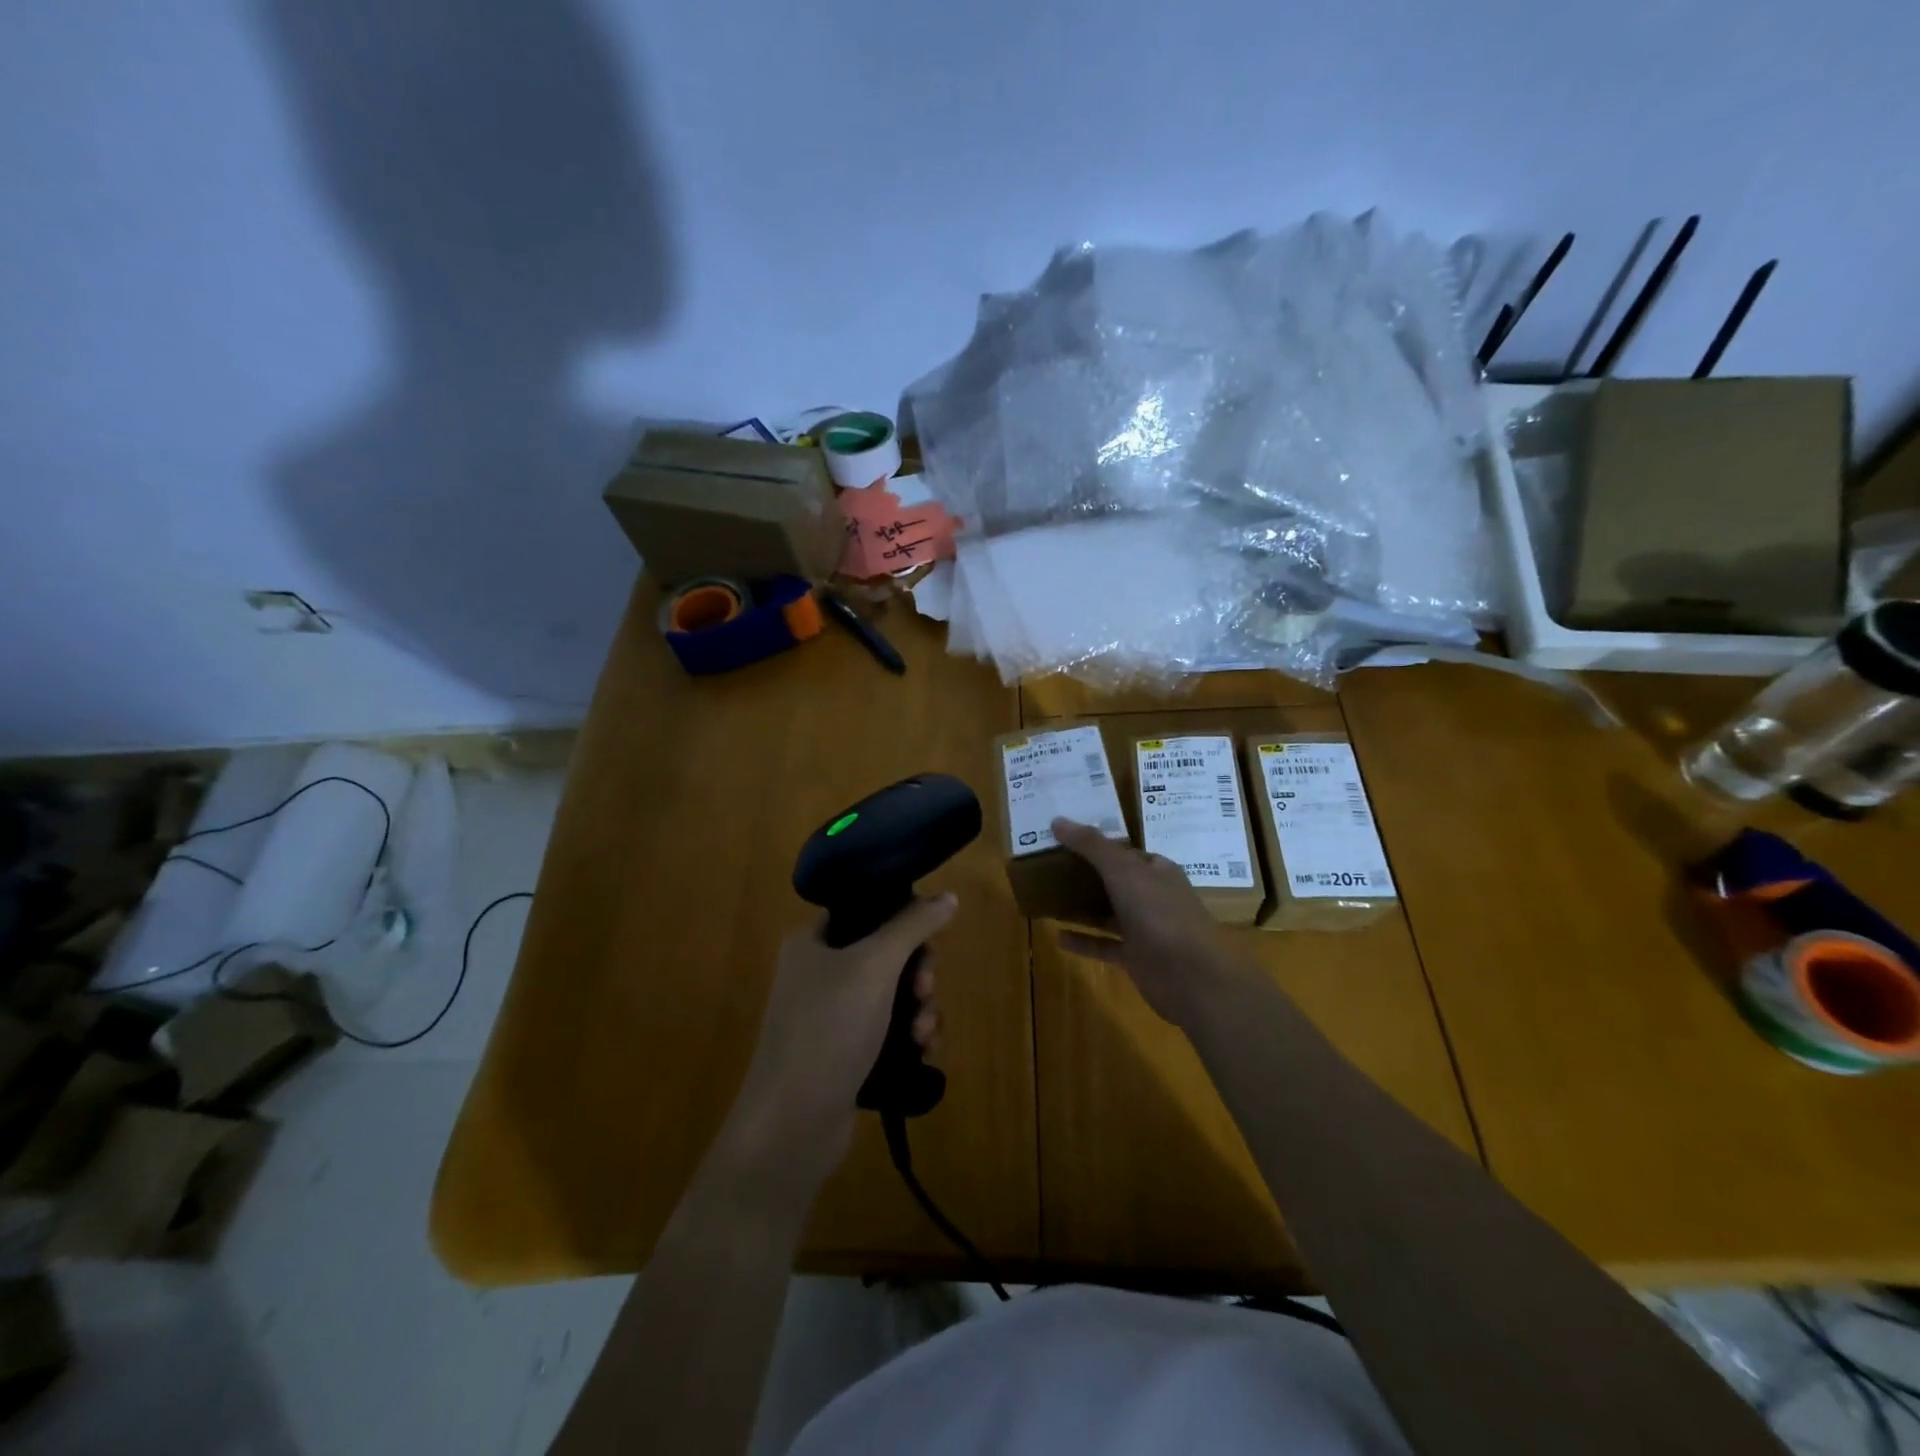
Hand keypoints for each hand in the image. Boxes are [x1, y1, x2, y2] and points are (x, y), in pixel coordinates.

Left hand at [719, 894, 956, 1193]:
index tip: (927, 938)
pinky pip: (890, 1032)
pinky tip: (923, 1052)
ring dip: (919, 1009)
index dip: (901, 918)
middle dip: (916, 973)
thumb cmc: (828, 1029)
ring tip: (924, 1033)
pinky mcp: (846, 1056)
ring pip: (893, 996)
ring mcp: (832, 1018)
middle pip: (886, 955)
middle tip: (924, 989)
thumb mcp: (874, 966)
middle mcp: (818, 975)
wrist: (791, 1126)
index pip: (864, 911)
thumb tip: (948, 896)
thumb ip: (912, 926)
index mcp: (811, 943)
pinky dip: (910, 1038)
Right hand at [1051, 818, 1240, 1025]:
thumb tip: (1057, 820)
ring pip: (1108, 913)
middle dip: (1085, 874)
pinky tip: (1057, 936)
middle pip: (1115, 881)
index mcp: (1157, 870)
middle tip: (1048, 865)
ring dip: (1081, 907)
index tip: (1064, 839)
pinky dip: (1082, 941)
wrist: (1189, 976)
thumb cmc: (1159, 913)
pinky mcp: (1135, 957)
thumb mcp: (1123, 870)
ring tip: (1047, 897)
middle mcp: (1152, 896)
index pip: (1124, 851)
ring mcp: (1145, 928)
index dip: (1096, 844)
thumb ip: (1091, 845)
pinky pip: (1103, 944)